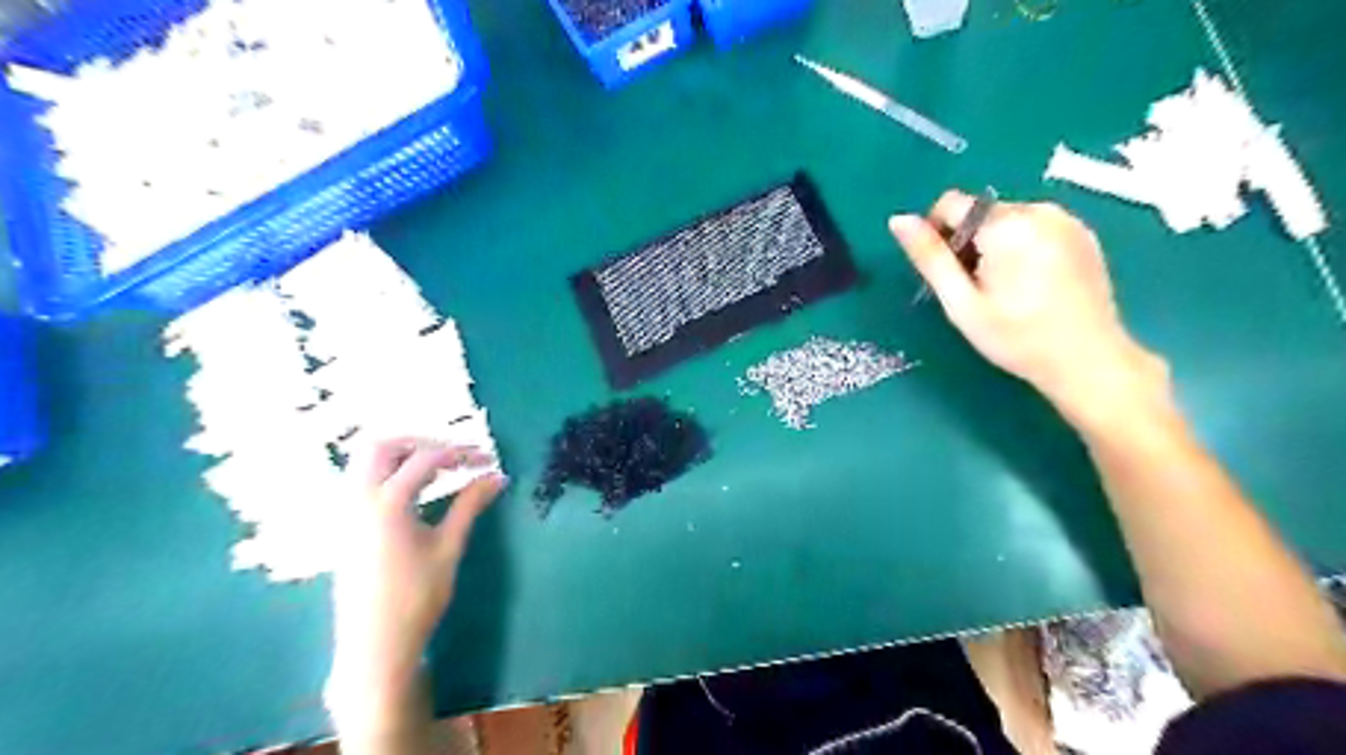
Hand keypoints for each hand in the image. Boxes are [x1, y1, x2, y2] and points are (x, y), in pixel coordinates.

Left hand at [329, 439, 506, 728]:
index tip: (486, 459)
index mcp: (388, 503)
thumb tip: (497, 477)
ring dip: (400, 456)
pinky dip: (387, 473)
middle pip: (382, 447)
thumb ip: (470, 505)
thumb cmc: (417, 597)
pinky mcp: (343, 527)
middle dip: (420, 442)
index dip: (460, 453)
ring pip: (365, 463)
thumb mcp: (449, 547)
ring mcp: (345, 513)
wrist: (375, 645)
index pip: (426, 459)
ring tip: (436, 469)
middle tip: (453, 455)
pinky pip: (360, 482)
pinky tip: (412, 492)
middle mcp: (359, 499)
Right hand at [892, 193, 1169, 431]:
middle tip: (976, 289)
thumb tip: (898, 219)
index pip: (951, 204)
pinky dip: (1022, 246)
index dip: (937, 234)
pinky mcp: (1083, 233)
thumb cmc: (1015, 337)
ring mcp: (1066, 220)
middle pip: (981, 212)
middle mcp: (1039, 210)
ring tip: (1005, 289)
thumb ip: (929, 257)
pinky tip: (1032, 284)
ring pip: (1007, 219)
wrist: (1088, 360)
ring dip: (995, 244)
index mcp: (1006, 225)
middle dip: (969, 242)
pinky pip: (1035, 227)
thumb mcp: (961, 302)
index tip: (948, 273)